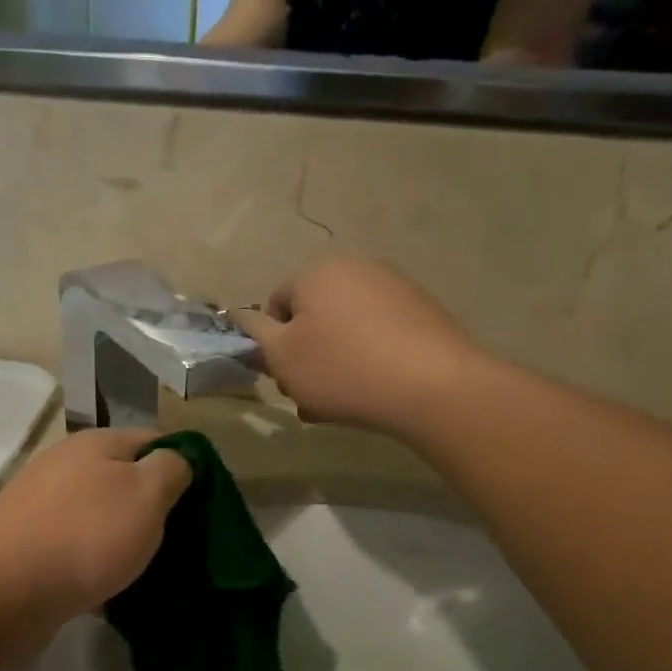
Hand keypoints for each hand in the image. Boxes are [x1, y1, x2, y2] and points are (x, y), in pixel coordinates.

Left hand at [0, 428, 192, 622]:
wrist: (2, 592)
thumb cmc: (85, 536)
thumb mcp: (147, 494)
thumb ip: (171, 469)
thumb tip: (177, 460)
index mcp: (96, 443)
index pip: (154, 440)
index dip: (183, 467)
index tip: (203, 505)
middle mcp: (66, 465)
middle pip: (125, 479)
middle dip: (154, 508)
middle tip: (180, 542)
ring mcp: (42, 505)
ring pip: (101, 516)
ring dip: (124, 539)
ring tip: (148, 570)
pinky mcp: (28, 544)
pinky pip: (76, 547)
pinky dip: (95, 564)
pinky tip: (109, 589)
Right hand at [232, 258, 475, 437]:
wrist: (432, 386)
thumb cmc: (342, 369)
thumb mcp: (282, 357)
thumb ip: (255, 334)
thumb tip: (239, 315)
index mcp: (316, 272)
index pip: (275, 304)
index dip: (272, 344)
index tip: (284, 377)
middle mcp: (356, 268)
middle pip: (313, 317)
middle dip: (305, 357)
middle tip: (309, 396)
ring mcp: (395, 288)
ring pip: (346, 330)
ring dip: (334, 363)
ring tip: (340, 402)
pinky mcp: (424, 312)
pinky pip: (378, 336)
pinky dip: (368, 360)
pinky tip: (372, 392)